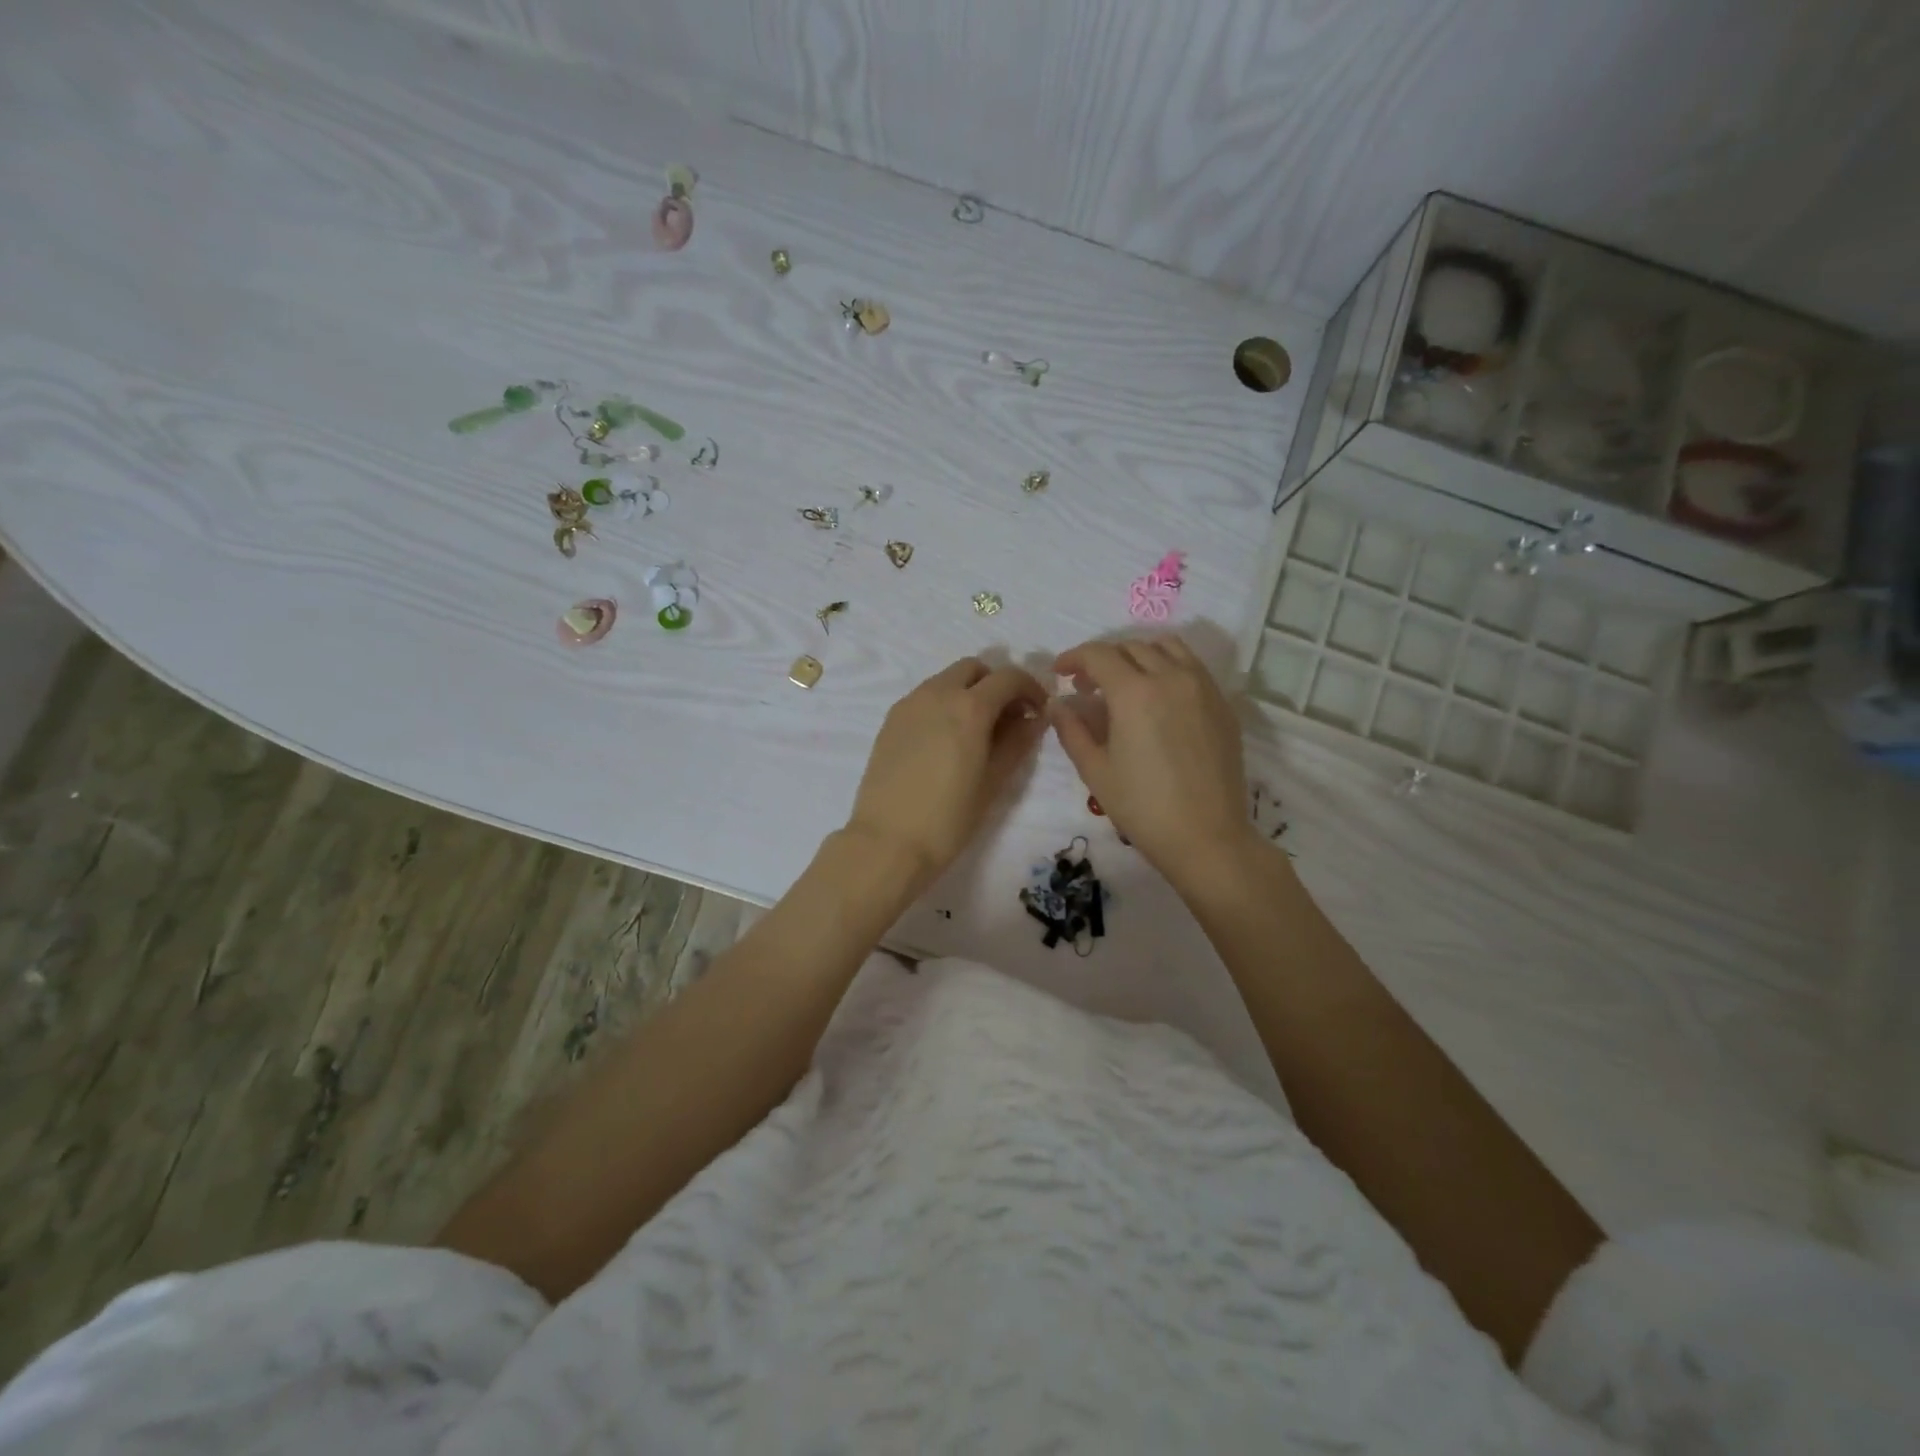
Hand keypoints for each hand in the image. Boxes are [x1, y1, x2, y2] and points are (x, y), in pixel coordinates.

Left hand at [846, 657, 1048, 888]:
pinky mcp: (891, 719)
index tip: (1038, 711)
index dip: (1030, 688)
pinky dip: (944, 703)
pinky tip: (946, 740)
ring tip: (976, 731)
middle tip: (1007, 717)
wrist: (887, 842)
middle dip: (996, 684)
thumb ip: (1017, 742)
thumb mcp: (994, 781)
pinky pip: (925, 697)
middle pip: (974, 668)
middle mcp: (938, 693)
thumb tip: (1034, 718)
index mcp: (969, 706)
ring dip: (968, 691)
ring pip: (946, 679)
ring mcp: (909, 703)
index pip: (1009, 677)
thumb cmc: (949, 818)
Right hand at [1051, 636, 1258, 887]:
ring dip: (1138, 654)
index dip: (1074, 658)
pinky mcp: (1222, 705)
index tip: (1060, 673)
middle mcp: (1171, 677)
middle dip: (1103, 658)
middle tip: (1087, 685)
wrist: (1207, 837)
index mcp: (1135, 692)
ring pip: (1168, 648)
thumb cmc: (1142, 807)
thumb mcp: (1095, 770)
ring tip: (1125, 681)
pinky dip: (1168, 667)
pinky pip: (1192, 667)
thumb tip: (1057, 704)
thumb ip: (1072, 730)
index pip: (1098, 655)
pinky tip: (1158, 697)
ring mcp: (1203, 688)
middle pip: (1132, 646)